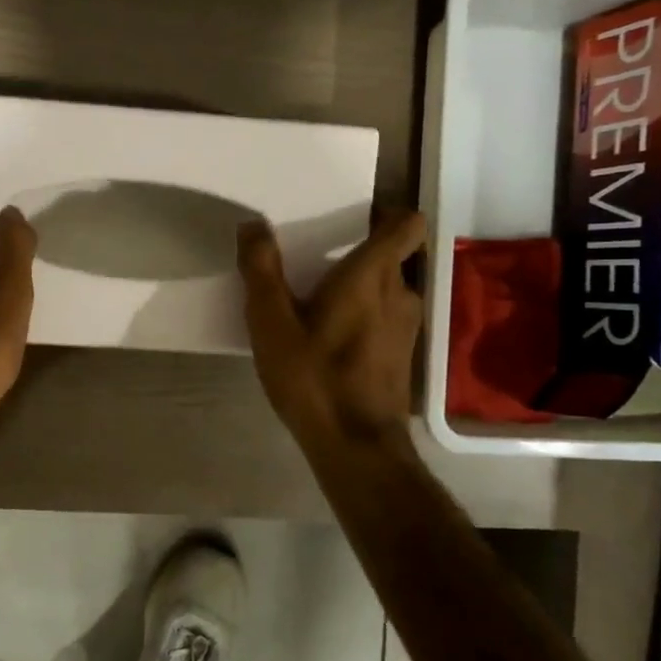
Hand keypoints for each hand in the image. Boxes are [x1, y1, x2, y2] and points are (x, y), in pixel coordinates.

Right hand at [238, 209, 427, 449]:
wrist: (356, 445)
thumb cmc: (313, 377)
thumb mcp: (271, 323)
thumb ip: (261, 270)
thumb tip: (253, 225)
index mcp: (371, 276)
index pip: (406, 224)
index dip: (387, 214)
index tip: (354, 219)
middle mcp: (400, 293)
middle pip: (394, 255)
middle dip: (361, 250)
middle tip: (319, 258)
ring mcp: (407, 326)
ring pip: (391, 287)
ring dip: (363, 286)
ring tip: (321, 299)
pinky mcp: (402, 354)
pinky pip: (387, 316)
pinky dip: (366, 314)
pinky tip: (332, 337)